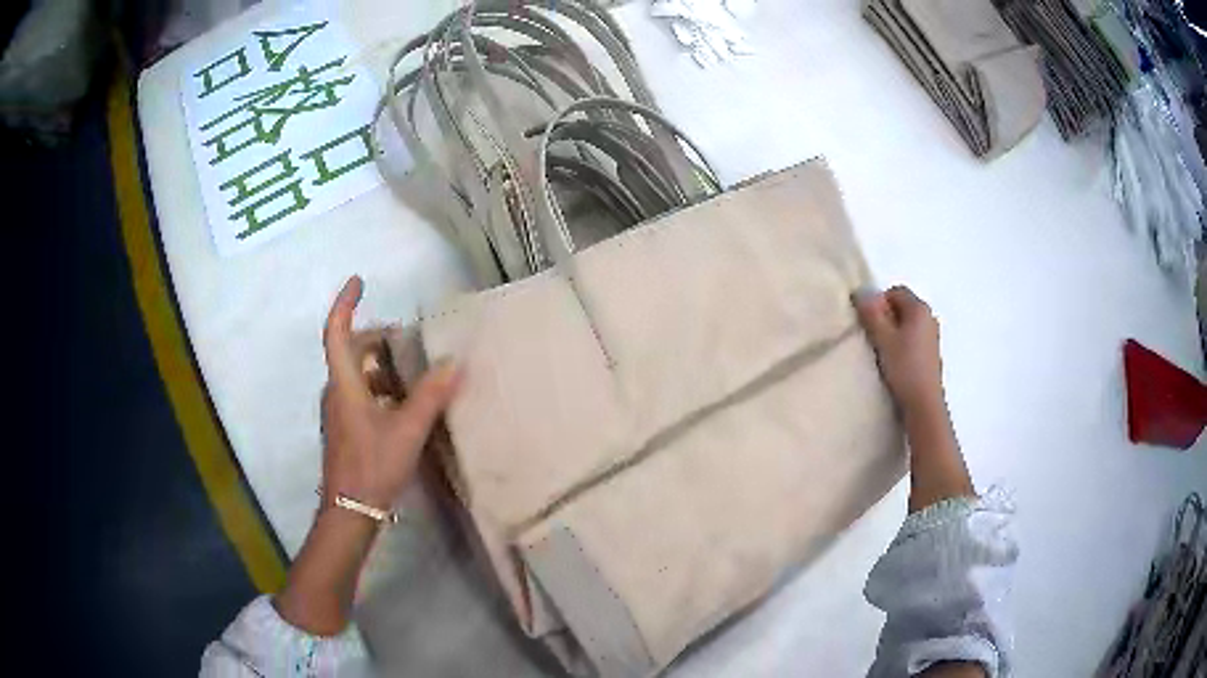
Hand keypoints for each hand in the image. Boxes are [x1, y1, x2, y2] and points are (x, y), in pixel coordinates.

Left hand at [320, 275, 459, 509]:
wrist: (350, 511)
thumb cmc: (373, 466)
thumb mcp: (407, 430)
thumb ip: (430, 396)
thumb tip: (454, 363)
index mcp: (345, 384)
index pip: (337, 332)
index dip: (346, 303)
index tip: (359, 281)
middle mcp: (336, 392)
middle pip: (349, 351)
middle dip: (375, 337)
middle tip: (407, 339)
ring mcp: (338, 411)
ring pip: (356, 374)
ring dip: (380, 365)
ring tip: (413, 371)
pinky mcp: (344, 428)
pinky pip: (359, 394)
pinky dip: (379, 387)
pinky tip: (404, 404)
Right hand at [854, 285, 973, 511]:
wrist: (924, 405)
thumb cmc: (904, 368)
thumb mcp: (883, 339)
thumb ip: (872, 313)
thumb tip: (861, 291)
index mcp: (920, 309)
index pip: (895, 292)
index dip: (879, 303)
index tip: (868, 324)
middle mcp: (929, 318)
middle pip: (901, 308)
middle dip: (885, 318)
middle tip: (872, 338)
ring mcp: (932, 338)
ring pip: (906, 326)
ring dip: (892, 334)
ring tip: (882, 353)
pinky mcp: (930, 356)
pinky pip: (912, 341)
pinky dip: (901, 347)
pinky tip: (894, 365)